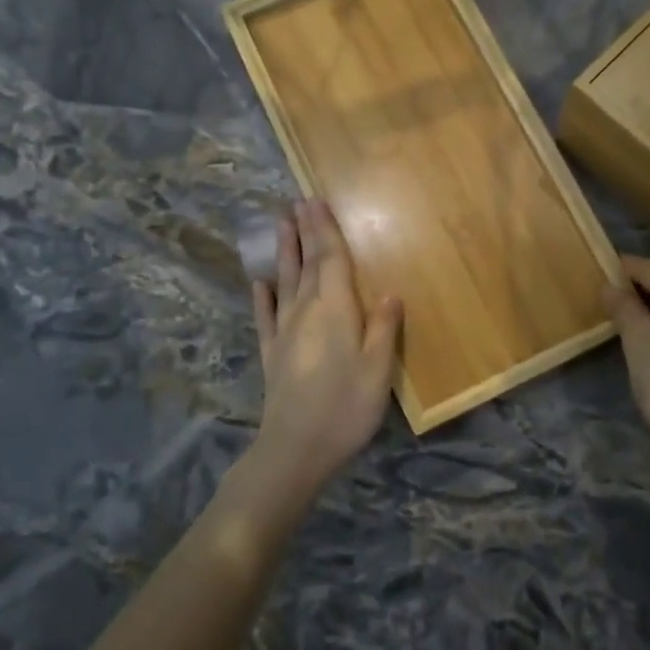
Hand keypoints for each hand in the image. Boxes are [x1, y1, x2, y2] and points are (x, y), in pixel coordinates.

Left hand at [250, 199, 402, 488]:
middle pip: (306, 263)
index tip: (316, 201)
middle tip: (298, 201)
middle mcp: (305, 311)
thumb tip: (390, 293)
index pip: (330, 259)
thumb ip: (383, 328)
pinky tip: (259, 282)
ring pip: (284, 281)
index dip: (325, 230)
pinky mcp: (272, 353)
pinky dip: (262, 295)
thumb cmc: (346, 406)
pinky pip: (266, 316)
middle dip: (304, 231)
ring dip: (283, 252)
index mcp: (335, 309)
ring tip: (279, 224)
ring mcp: (285, 332)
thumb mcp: (378, 369)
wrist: (295, 448)